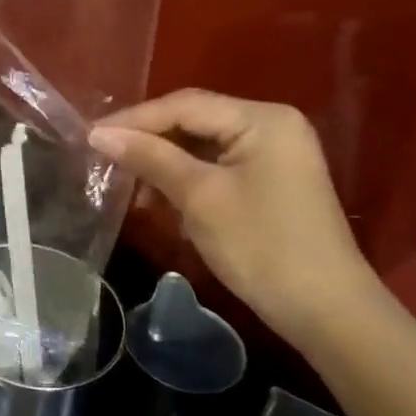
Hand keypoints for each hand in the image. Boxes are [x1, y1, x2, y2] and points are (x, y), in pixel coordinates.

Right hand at [88, 90, 383, 348]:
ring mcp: (273, 153)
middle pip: (194, 120)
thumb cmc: (261, 246)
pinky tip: (158, 197)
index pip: (184, 105)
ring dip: (162, 161)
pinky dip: (184, 177)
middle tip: (103, 156)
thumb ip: (150, 158)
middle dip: (147, 139)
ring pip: (201, 144)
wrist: (325, 310)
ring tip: (125, 181)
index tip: (90, 137)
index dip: (134, 119)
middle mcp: (271, 124)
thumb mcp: (199, 197)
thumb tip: (100, 133)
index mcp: (262, 119)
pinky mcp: (269, 180)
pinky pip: (216, 165)